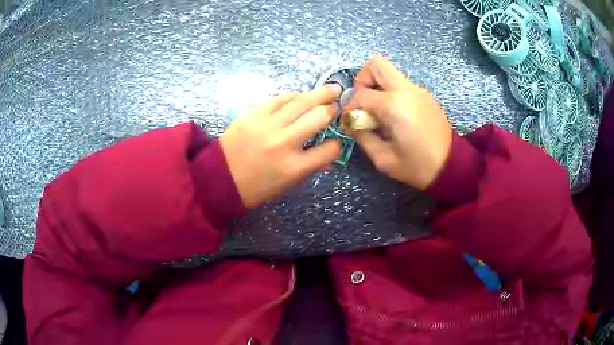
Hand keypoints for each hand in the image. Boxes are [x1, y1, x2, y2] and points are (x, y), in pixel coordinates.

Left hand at [220, 85, 341, 207]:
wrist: (219, 178)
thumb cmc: (255, 187)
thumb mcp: (287, 185)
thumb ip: (311, 167)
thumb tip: (330, 153)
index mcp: (294, 167)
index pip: (329, 149)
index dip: (336, 144)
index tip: (335, 139)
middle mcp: (284, 143)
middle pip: (318, 117)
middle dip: (332, 110)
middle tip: (338, 103)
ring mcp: (268, 125)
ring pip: (301, 102)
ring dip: (320, 94)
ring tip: (331, 89)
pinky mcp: (253, 113)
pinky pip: (279, 99)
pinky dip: (293, 96)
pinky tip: (301, 95)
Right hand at [345, 56, 452, 190]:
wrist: (451, 166)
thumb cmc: (417, 167)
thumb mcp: (383, 159)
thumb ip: (363, 136)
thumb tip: (353, 122)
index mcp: (394, 105)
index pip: (360, 95)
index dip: (349, 108)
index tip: (349, 123)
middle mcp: (406, 90)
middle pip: (376, 65)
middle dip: (362, 81)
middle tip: (363, 103)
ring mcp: (418, 90)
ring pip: (389, 73)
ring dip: (377, 86)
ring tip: (378, 112)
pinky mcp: (425, 95)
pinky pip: (401, 84)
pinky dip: (391, 93)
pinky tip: (395, 116)